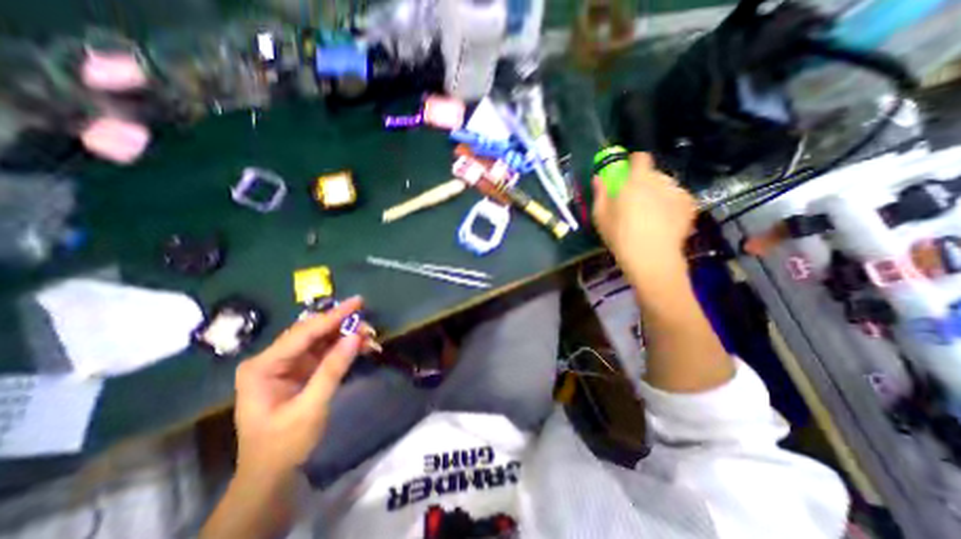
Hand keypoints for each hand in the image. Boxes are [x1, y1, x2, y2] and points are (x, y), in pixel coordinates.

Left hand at [232, 298, 364, 478]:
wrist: (272, 473)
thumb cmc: (283, 444)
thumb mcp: (310, 408)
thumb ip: (332, 369)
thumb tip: (356, 337)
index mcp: (263, 366)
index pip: (304, 333)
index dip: (333, 316)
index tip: (358, 302)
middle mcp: (273, 359)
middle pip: (312, 332)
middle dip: (342, 326)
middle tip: (368, 324)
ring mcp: (287, 364)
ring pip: (321, 340)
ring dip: (346, 336)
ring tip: (369, 335)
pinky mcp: (301, 370)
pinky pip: (325, 351)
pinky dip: (344, 348)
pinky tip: (361, 346)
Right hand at [591, 154, 695, 287]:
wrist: (651, 257)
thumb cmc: (620, 235)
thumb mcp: (601, 216)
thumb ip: (600, 193)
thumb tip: (598, 178)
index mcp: (636, 181)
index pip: (640, 157)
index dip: (634, 161)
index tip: (627, 171)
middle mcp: (660, 181)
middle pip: (653, 173)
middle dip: (645, 181)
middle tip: (636, 198)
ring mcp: (677, 193)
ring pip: (666, 185)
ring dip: (659, 192)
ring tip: (652, 212)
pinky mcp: (690, 206)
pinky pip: (678, 197)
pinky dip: (671, 203)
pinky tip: (665, 219)